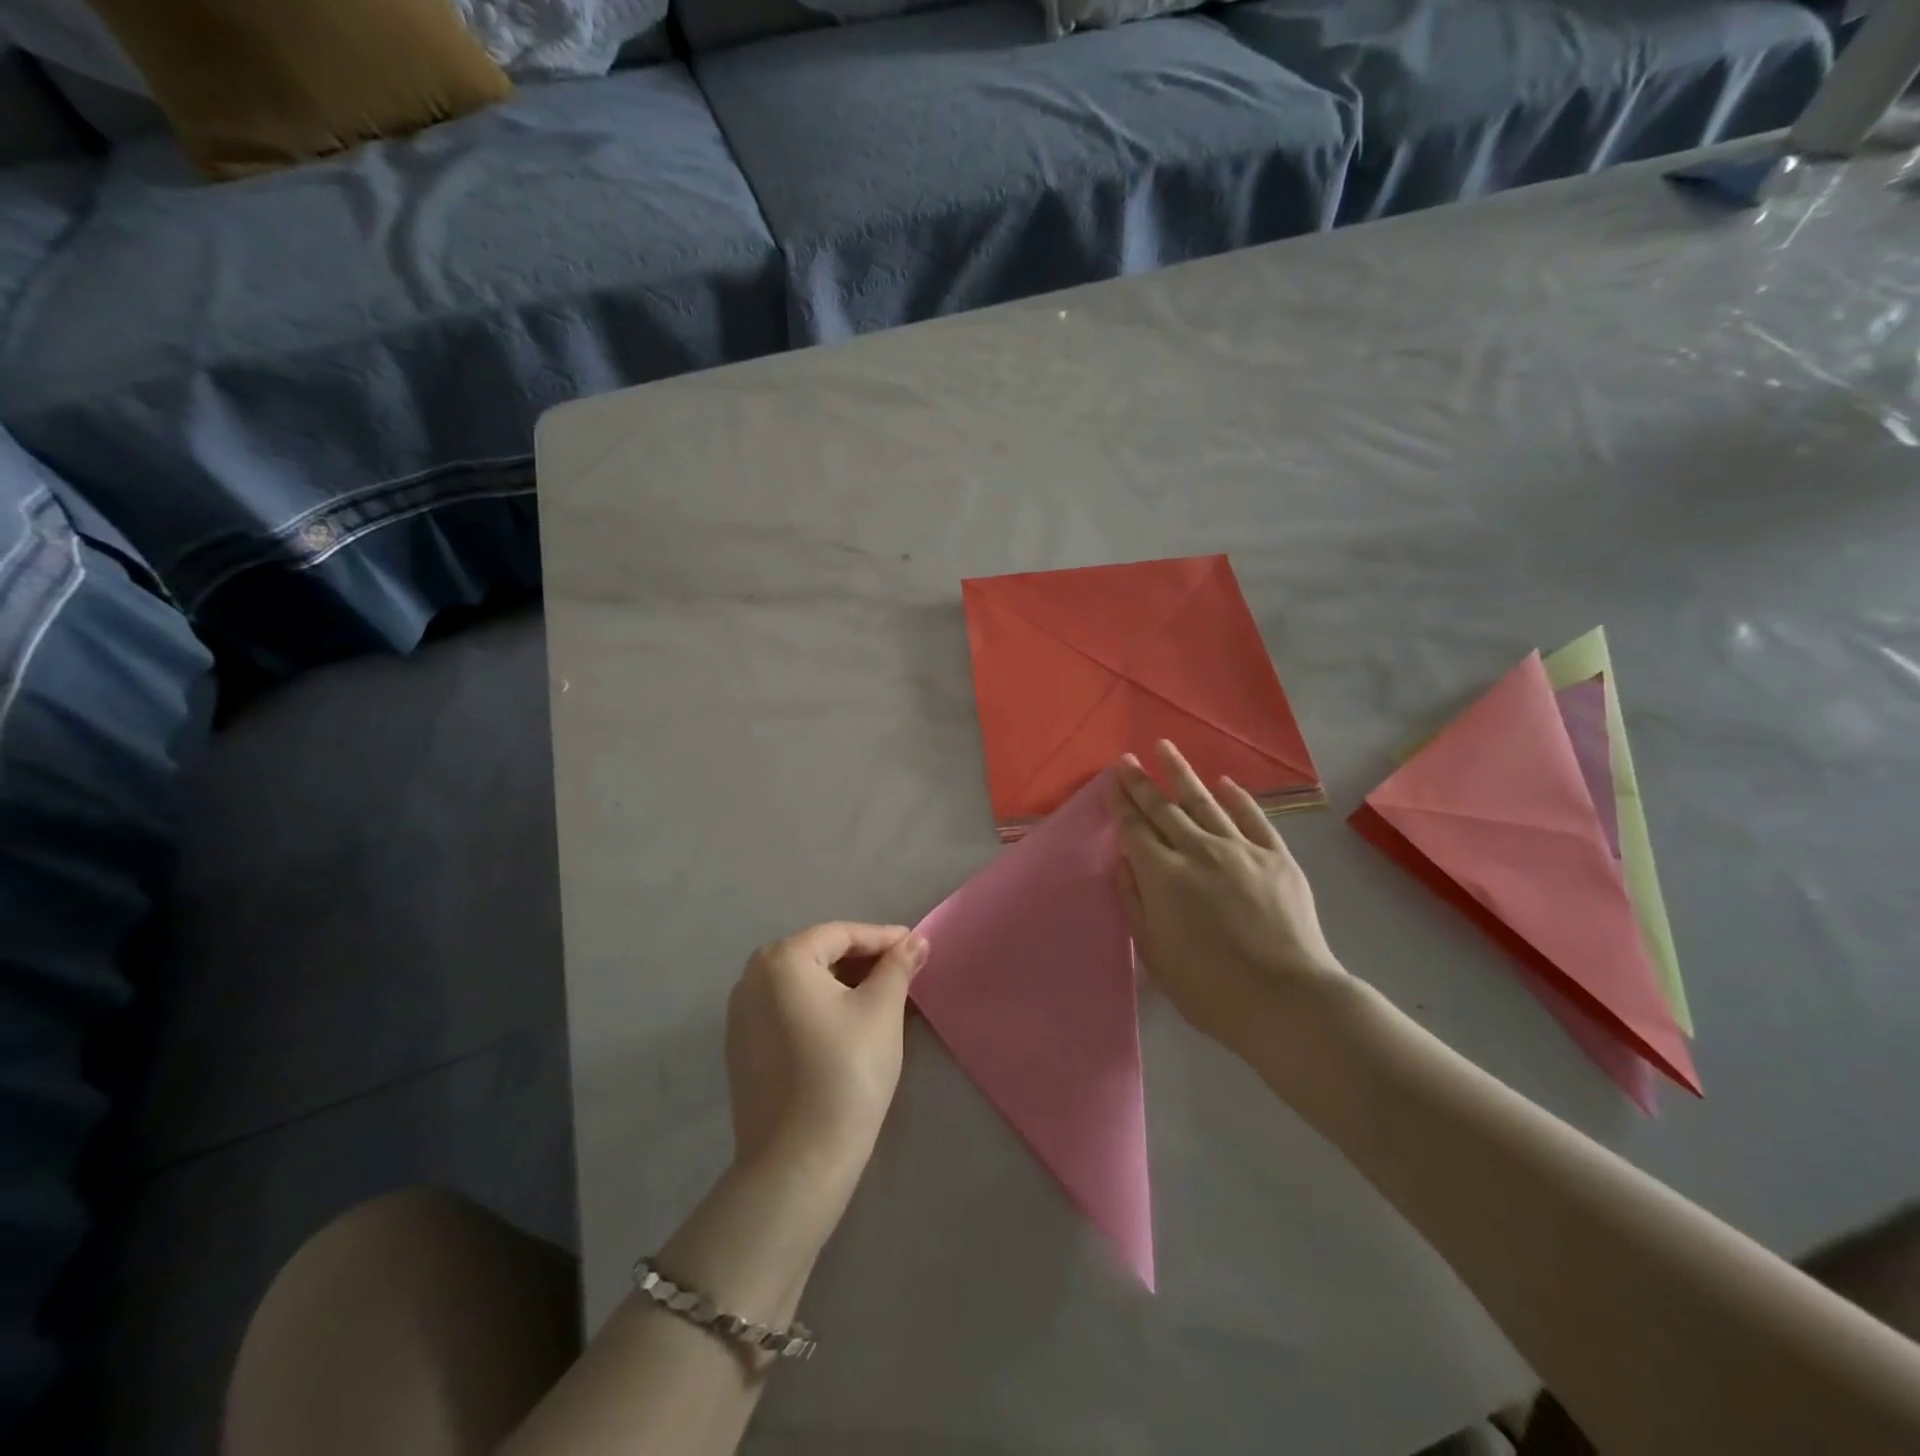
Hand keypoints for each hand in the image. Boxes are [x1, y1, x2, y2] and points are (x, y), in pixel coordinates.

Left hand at [725, 922, 926, 1184]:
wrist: (797, 1163)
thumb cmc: (846, 1073)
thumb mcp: (882, 1011)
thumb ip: (898, 967)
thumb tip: (915, 941)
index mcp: (782, 959)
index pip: (841, 934)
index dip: (883, 938)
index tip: (916, 947)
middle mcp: (751, 978)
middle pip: (817, 954)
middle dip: (861, 959)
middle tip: (901, 971)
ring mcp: (740, 1016)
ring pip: (801, 983)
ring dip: (840, 983)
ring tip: (879, 995)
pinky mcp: (741, 1049)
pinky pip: (786, 1009)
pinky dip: (817, 1007)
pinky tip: (845, 1024)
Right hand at [1113, 742, 1348, 1058]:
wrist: (1286, 999)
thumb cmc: (1209, 988)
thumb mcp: (1154, 953)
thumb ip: (1134, 900)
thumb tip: (1123, 859)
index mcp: (1164, 876)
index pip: (1135, 829)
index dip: (1121, 803)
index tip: (1111, 780)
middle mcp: (1198, 851)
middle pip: (1164, 809)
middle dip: (1142, 782)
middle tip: (1127, 758)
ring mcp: (1241, 849)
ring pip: (1205, 802)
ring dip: (1181, 773)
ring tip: (1165, 748)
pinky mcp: (1276, 857)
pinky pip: (1253, 818)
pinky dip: (1237, 798)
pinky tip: (1225, 782)